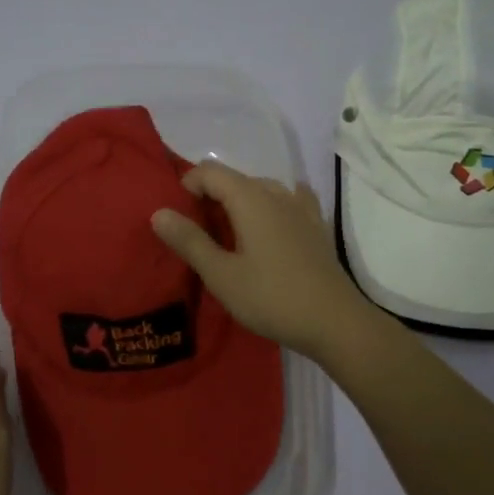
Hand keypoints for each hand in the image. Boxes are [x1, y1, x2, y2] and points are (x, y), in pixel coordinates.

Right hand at [150, 163, 373, 358]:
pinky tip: (270, 226)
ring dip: (240, 203)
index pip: (211, 172)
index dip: (187, 185)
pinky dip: (270, 208)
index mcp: (251, 199)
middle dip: (211, 196)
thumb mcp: (221, 275)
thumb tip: (159, 212)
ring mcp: (302, 209)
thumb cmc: (271, 298)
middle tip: (196, 233)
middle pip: (236, 179)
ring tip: (229, 235)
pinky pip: (289, 202)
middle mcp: (278, 194)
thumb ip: (189, 241)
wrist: (334, 322)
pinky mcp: (317, 228)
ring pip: (263, 190)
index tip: (176, 216)